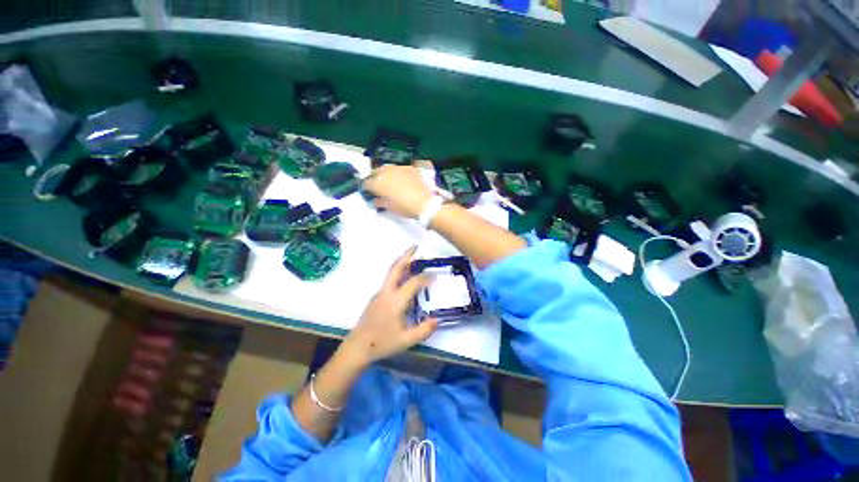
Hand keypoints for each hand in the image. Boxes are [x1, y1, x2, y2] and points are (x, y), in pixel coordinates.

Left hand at [340, 246, 437, 365]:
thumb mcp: (406, 340)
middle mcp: (386, 292)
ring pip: (391, 272)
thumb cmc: (382, 343)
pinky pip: (389, 280)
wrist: (357, 347)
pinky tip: (404, 278)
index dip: (425, 278)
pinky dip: (398, 273)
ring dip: (401, 263)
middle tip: (415, 247)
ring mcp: (379, 293)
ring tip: (412, 258)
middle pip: (395, 268)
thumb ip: (424, 330)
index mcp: (395, 301)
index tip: (435, 276)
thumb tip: (438, 320)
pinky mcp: (376, 297)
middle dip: (406, 256)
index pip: (413, 283)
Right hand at [362, 165, 433, 218]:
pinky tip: (403, 180)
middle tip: (379, 187)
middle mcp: (386, 172)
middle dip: (375, 178)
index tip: (369, 192)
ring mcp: (398, 168)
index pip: (366, 183)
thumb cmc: (404, 207)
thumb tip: (375, 199)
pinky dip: (398, 174)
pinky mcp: (410, 167)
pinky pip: (400, 169)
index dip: (366, 188)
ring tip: (390, 182)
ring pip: (387, 168)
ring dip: (386, 174)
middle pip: (375, 172)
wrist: (424, 202)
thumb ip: (379, 202)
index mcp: (378, 182)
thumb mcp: (389, 207)